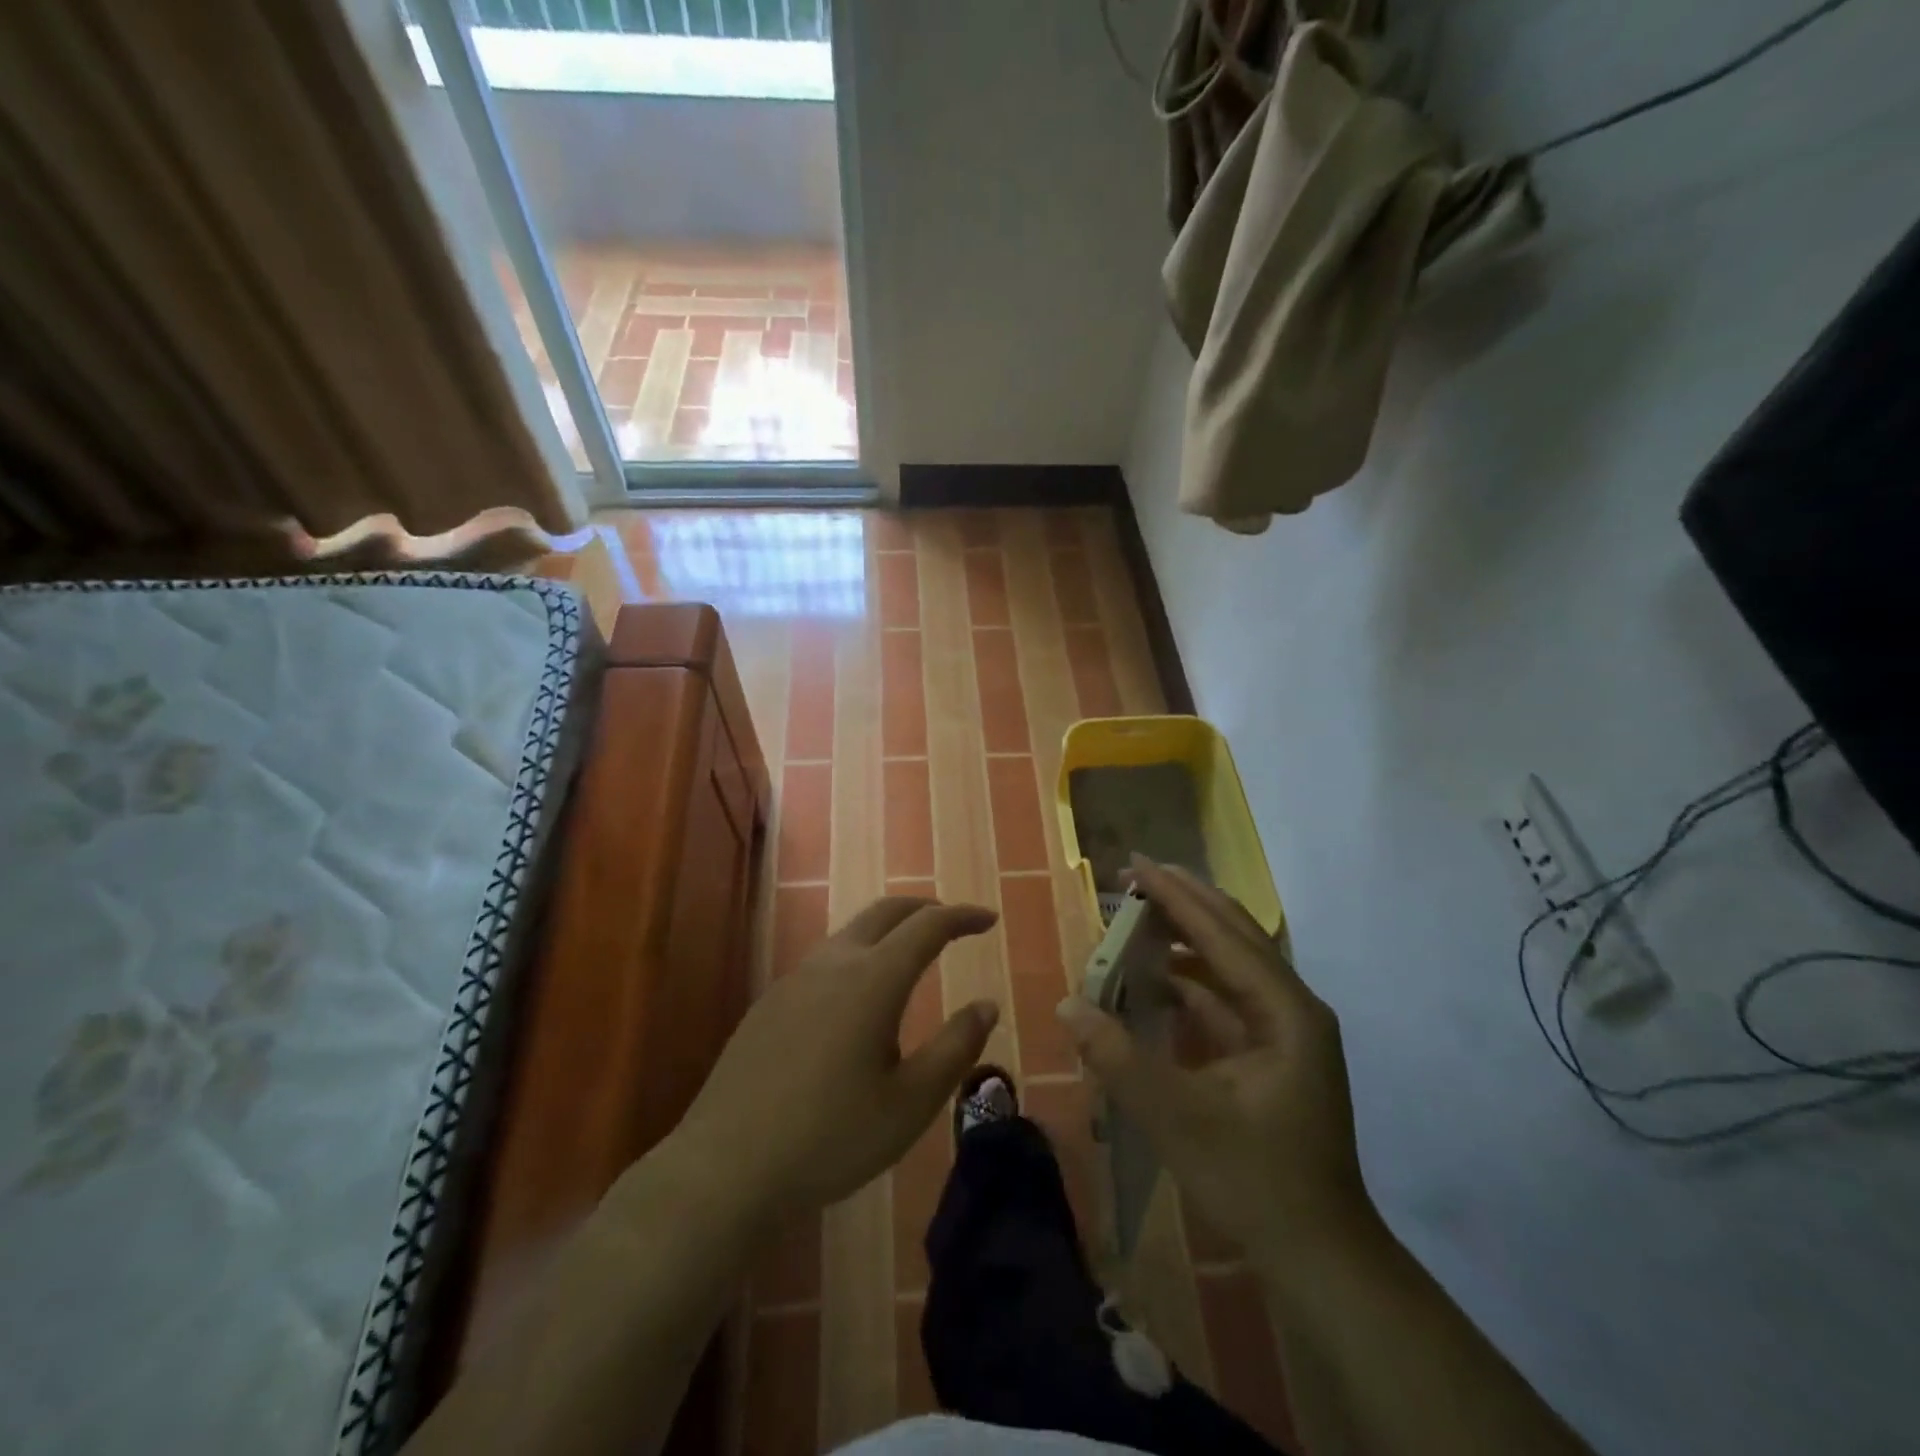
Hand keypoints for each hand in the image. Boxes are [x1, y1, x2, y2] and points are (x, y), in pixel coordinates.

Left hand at [675, 897, 999, 1229]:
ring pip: (852, 932)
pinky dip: (859, 954)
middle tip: (953, 924)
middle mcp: (834, 963)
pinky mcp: (771, 1001)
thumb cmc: (830, 1137)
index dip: (962, 917)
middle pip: (886, 912)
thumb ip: (955, 1048)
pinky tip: (859, 1000)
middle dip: (925, 908)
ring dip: (889, 930)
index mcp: (873, 979)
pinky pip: (826, 958)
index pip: (928, 926)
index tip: (989, 919)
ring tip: (911, 958)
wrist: (725, 1166)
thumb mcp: (910, 1103)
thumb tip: (987, 1005)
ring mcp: (796, 979)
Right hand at [1058, 858, 1373, 1260]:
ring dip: (1186, 939)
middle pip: (1235, 936)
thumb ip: (1118, 1057)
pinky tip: (1155, 979)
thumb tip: (1068, 1003)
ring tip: (1139, 917)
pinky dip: (1190, 982)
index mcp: (1285, 1012)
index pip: (1223, 934)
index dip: (1176, 897)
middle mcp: (1292, 1008)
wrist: (1320, 1258)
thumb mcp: (1177, 1118)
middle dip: (1185, 902)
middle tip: (1136, 874)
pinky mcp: (1273, 1055)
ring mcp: (1286, 1032)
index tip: (1136, 864)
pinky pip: (1227, 998)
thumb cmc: (1255, 1182)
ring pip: (1231, 965)